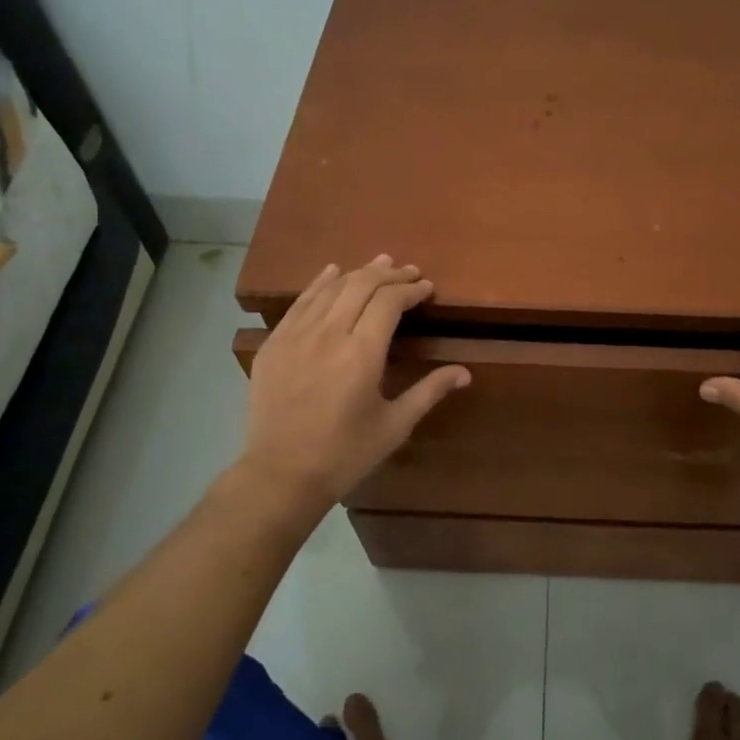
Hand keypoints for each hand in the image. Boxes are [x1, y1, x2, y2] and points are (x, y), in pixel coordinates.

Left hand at [237, 256, 470, 521]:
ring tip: (379, 264)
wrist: (281, 475)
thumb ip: (429, 391)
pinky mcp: (274, 344)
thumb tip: (465, 372)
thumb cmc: (345, 454)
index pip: (389, 302)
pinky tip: (331, 271)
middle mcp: (328, 335)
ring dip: (358, 272)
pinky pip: (300, 303)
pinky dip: (319, 283)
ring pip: (330, 288)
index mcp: (362, 354)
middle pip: (361, 285)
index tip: (426, 287)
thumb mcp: (395, 425)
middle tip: (409, 272)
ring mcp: (296, 336)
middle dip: (389, 274)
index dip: (410, 289)